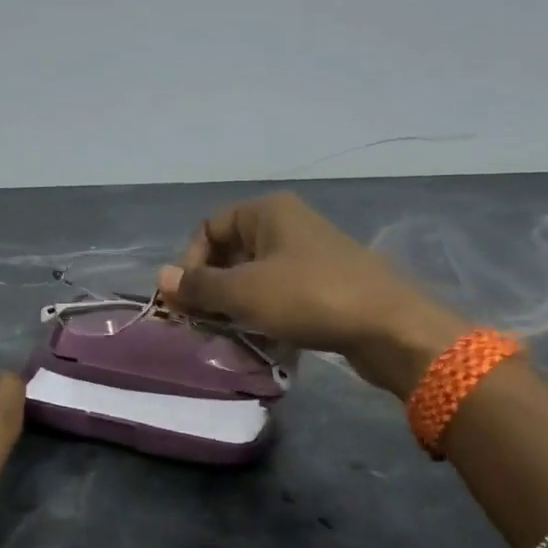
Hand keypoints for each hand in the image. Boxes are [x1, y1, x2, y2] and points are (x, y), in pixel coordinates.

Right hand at [157, 191, 467, 398]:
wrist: (388, 325)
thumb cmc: (309, 297)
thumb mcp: (245, 292)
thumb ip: (200, 286)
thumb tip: (159, 279)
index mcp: (267, 211)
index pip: (209, 227)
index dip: (190, 263)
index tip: (188, 302)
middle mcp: (287, 224)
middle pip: (231, 250)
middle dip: (211, 286)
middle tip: (202, 322)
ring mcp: (309, 253)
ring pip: (255, 274)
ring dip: (235, 302)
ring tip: (228, 332)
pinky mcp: (325, 283)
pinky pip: (280, 291)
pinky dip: (263, 311)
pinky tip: (261, 336)